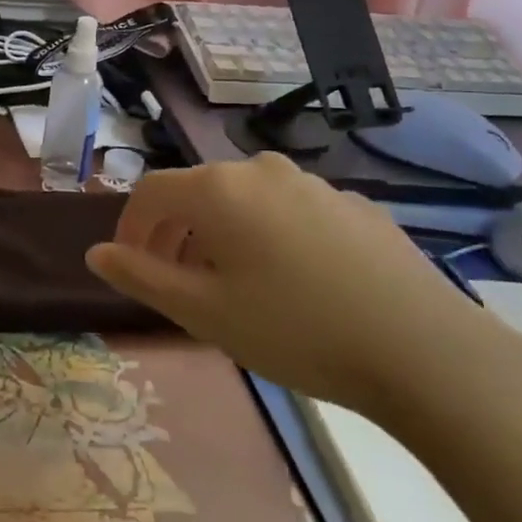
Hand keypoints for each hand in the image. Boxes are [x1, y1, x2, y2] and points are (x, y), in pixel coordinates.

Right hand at [85, 154, 521, 418]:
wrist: (424, 351)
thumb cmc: (294, 329)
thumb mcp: (203, 312)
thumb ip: (141, 276)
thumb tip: (96, 252)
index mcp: (218, 189)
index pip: (151, 191)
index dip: (130, 226)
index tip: (130, 265)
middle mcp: (262, 170)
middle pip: (198, 192)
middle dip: (175, 232)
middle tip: (177, 282)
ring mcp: (314, 183)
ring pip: (246, 200)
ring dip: (222, 233)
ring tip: (233, 282)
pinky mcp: (355, 206)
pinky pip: (291, 211)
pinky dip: (271, 234)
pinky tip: (294, 281)